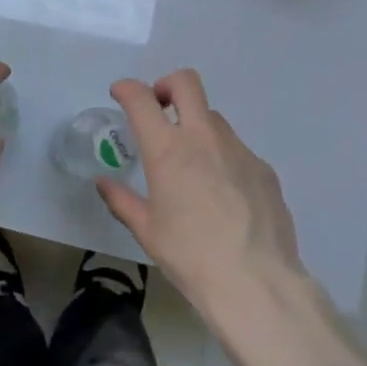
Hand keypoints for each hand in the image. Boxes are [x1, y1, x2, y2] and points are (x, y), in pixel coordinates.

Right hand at [96, 70, 307, 313]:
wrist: (256, 282)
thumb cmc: (190, 256)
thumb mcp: (146, 230)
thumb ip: (121, 200)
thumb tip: (104, 183)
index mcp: (168, 150)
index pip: (141, 98)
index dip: (126, 88)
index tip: (120, 94)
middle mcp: (203, 137)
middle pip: (186, 83)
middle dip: (166, 86)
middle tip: (159, 109)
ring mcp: (238, 149)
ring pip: (213, 117)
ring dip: (195, 126)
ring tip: (191, 164)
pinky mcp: (263, 168)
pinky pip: (236, 149)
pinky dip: (221, 158)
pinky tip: (223, 195)